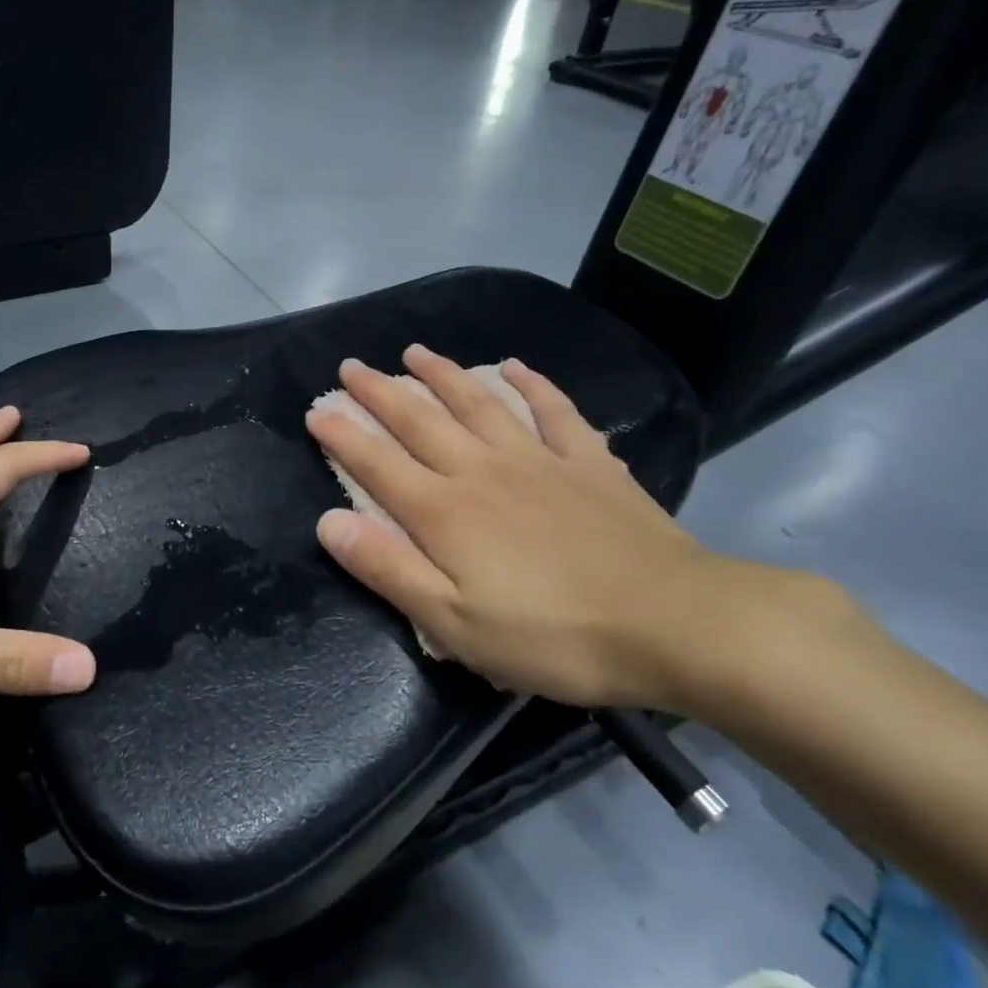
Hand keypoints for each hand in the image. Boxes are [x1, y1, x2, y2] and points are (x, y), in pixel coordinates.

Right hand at [304, 346, 769, 710]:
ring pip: (479, 404)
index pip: (377, 464)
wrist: (673, 623)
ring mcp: (538, 460)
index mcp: (444, 512)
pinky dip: (532, 386)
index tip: (315, 410)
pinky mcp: (588, 464)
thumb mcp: (454, 624)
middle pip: (420, 421)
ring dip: (443, 375)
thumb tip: (328, 523)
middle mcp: (482, 471)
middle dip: (379, 392)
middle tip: (350, 366)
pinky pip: (554, 412)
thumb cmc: (552, 636)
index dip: (342, 436)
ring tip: (415, 352)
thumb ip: (387, 569)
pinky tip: (514, 368)